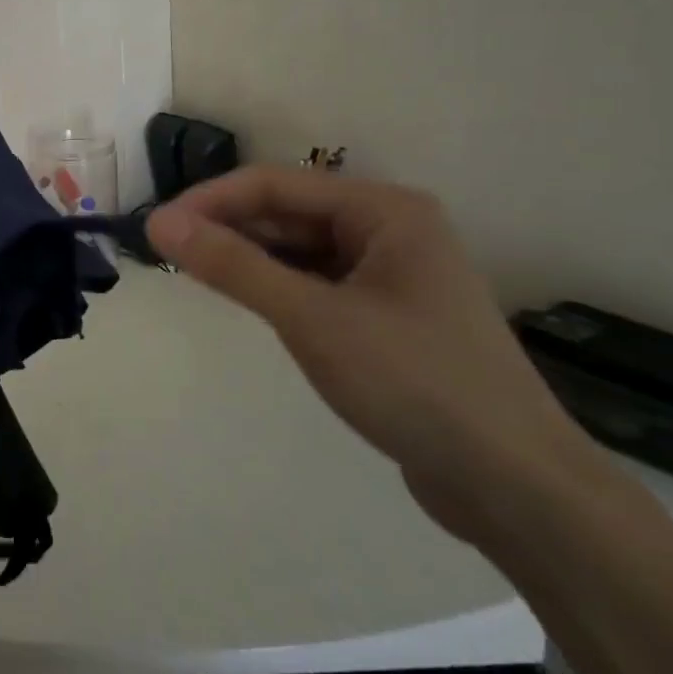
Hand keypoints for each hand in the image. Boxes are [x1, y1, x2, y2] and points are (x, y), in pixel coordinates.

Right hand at [147, 167, 609, 547]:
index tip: (156, 227)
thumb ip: (233, 266)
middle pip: (288, 213)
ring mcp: (390, 275)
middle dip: (227, 228)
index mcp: (384, 210)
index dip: (210, 200)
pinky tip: (245, 300)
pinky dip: (276, 287)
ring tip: (194, 273)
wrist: (516, 488)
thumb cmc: (415, 383)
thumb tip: (159, 223)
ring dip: (248, 257)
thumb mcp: (312, 318)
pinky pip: (316, 284)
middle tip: (166, 254)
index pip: (275, 185)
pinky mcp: (386, 317)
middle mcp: (389, 230)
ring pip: (300, 250)